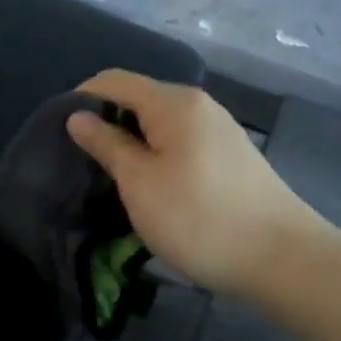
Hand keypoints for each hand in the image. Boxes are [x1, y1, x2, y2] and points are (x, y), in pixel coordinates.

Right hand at [65, 70, 323, 297]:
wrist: (283, 260)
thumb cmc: (200, 218)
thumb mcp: (140, 183)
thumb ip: (107, 144)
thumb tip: (78, 116)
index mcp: (174, 103)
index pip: (114, 80)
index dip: (81, 97)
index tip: (58, 130)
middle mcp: (198, 106)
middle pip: (139, 98)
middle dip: (106, 121)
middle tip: (81, 159)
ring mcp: (219, 130)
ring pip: (160, 123)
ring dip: (131, 141)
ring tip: (110, 175)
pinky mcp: (230, 156)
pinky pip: (180, 141)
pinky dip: (156, 153)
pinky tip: (150, 185)